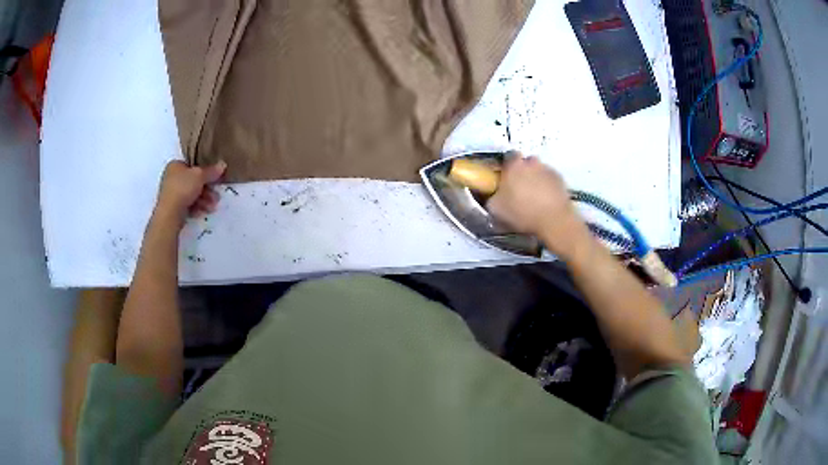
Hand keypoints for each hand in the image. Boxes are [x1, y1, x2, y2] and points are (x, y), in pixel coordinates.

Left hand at [154, 160, 226, 224]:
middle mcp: (171, 178)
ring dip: (204, 200)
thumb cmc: (183, 188)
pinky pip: (187, 205)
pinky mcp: (173, 207)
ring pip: (192, 194)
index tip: (215, 178)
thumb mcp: (200, 176)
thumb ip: (211, 171)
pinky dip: (196, 207)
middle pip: (193, 181)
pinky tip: (202, 212)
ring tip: (212, 206)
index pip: (192, 166)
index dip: (205, 171)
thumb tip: (222, 164)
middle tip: (216, 195)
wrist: (170, 214)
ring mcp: (171, 193)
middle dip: (207, 189)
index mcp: (175, 165)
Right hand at [487, 156, 589, 257]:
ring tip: (534, 198)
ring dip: (535, 180)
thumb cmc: (522, 212)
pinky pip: (550, 180)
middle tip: (519, 189)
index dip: (506, 167)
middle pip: (525, 163)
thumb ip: (492, 197)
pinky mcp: (561, 180)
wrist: (553, 220)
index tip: (505, 178)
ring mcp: (548, 169)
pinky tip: (545, 201)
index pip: (507, 156)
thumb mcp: (496, 209)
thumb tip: (494, 196)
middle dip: (522, 172)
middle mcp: (531, 162)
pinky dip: (547, 187)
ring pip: (538, 171)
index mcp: (514, 165)